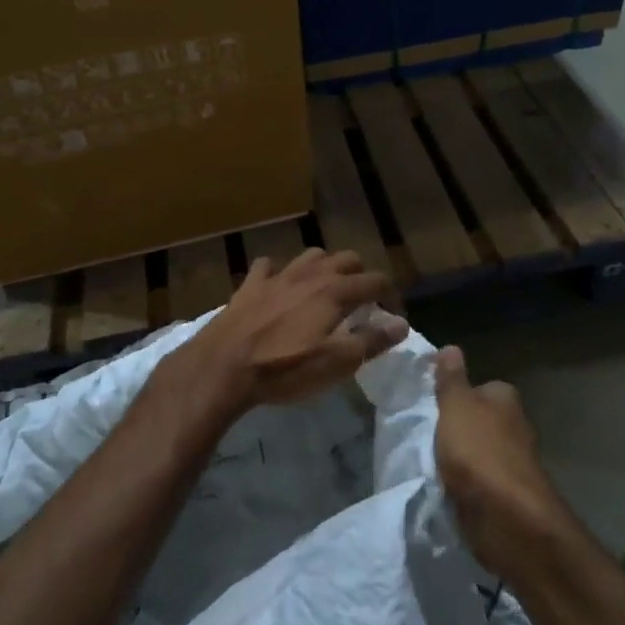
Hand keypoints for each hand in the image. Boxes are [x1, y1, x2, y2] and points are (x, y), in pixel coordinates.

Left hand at [186, 249, 406, 410]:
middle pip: (347, 259)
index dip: (390, 296)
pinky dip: (280, 272)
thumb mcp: (336, 363)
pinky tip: (278, 287)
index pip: (375, 280)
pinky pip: (269, 266)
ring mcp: (278, 275)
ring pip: (310, 256)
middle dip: (360, 276)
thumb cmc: (284, 368)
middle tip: (361, 303)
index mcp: (335, 291)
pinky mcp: (250, 284)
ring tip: (325, 291)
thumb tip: (402, 324)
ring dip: (324, 268)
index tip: (393, 316)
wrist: (223, 366)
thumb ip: (372, 341)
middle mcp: (310, 274)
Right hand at [434, 346, 564, 575]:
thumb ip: (451, 380)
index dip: (456, 394)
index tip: (430, 404)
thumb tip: (451, 347)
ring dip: (458, 457)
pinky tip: (443, 486)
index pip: (479, 387)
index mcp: (504, 399)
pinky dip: (462, 483)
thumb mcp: (456, 407)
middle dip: (456, 427)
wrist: (507, 519)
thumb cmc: (479, 453)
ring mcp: (511, 462)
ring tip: (428, 461)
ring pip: (476, 451)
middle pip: (478, 419)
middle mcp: (513, 426)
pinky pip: (476, 480)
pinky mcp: (506, 494)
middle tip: (423, 433)